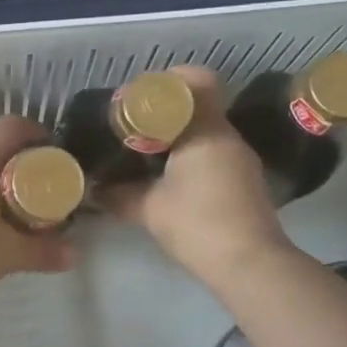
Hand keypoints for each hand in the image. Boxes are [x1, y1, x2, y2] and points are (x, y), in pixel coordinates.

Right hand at [101, 66, 292, 284]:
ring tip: (147, 154)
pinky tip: (170, 179)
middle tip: (135, 127)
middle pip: (199, 107)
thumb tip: (96, 190)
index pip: (197, 82)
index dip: (169, 82)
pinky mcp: (246, 183)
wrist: (250, 265)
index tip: (141, 96)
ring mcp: (241, 161)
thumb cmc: (198, 224)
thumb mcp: (149, 209)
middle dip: (166, 113)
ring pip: (207, 134)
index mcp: (207, 131)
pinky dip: (192, 158)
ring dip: (179, 138)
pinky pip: (214, 155)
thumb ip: (120, 195)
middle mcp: (229, 137)